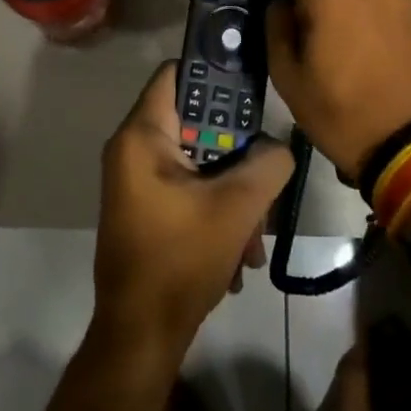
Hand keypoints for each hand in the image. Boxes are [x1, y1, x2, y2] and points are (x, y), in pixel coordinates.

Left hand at [93, 61, 294, 356]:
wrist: (140, 337)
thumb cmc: (180, 260)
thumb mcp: (236, 208)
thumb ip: (267, 164)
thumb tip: (278, 148)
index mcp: (141, 137)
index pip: (176, 74)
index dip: (215, 73)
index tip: (252, 91)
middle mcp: (132, 150)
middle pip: (195, 123)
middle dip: (236, 154)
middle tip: (265, 177)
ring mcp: (137, 182)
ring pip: (198, 163)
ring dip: (233, 193)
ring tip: (254, 237)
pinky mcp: (145, 209)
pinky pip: (188, 190)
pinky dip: (216, 212)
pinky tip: (238, 255)